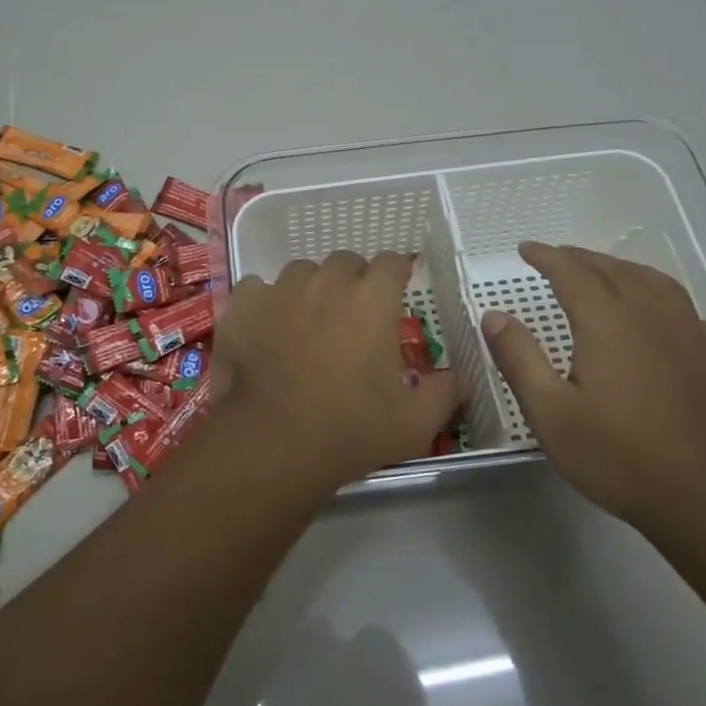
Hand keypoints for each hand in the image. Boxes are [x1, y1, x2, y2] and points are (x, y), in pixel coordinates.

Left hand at [213, 252, 461, 495]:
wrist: (272, 443)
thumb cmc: (350, 431)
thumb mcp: (414, 424)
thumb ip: (445, 393)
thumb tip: (463, 377)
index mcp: (372, 299)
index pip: (392, 262)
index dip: (397, 272)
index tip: (397, 286)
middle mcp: (327, 282)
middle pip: (345, 262)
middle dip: (353, 280)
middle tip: (353, 313)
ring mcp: (280, 289)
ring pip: (301, 272)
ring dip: (310, 288)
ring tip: (307, 320)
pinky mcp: (243, 305)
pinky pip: (258, 288)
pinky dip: (265, 302)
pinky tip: (266, 328)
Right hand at [480, 242, 705, 530]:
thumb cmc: (622, 459)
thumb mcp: (551, 415)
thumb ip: (520, 359)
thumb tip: (494, 315)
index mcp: (608, 323)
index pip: (572, 273)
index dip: (547, 257)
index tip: (526, 249)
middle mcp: (654, 316)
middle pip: (615, 271)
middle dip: (583, 259)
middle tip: (560, 257)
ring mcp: (698, 337)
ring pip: (659, 285)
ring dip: (626, 271)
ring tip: (610, 274)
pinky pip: (694, 316)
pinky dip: (669, 305)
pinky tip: (669, 323)